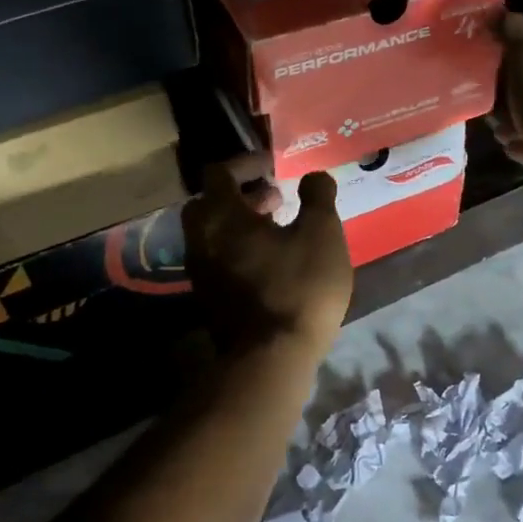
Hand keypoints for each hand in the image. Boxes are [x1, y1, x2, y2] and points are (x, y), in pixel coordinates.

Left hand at [182, 163, 352, 353]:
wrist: (271, 359)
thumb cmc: (298, 286)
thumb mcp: (322, 234)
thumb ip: (318, 196)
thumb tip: (314, 176)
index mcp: (221, 216)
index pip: (219, 172)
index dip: (247, 163)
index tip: (275, 167)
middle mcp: (200, 239)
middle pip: (209, 203)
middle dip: (240, 194)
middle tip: (275, 198)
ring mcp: (200, 272)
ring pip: (212, 234)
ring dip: (240, 223)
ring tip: (279, 228)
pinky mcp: (209, 299)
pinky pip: (218, 259)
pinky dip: (239, 249)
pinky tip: (271, 262)